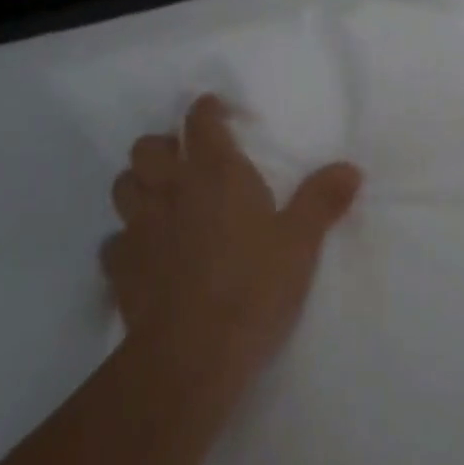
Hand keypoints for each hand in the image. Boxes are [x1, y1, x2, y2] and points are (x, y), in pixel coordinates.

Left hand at [104, 95, 361, 389]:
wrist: (193, 354)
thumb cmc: (254, 286)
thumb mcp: (300, 243)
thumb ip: (322, 200)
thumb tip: (351, 168)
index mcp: (216, 173)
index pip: (200, 122)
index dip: (206, 110)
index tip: (214, 110)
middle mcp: (171, 190)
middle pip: (147, 148)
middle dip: (162, 145)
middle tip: (183, 158)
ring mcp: (139, 228)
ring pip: (123, 186)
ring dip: (138, 184)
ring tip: (160, 197)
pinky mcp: (119, 269)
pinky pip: (112, 241)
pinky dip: (125, 239)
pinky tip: (143, 252)